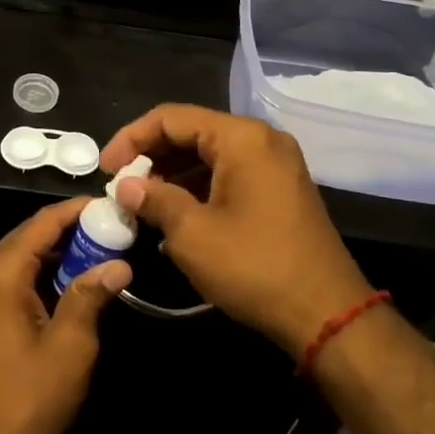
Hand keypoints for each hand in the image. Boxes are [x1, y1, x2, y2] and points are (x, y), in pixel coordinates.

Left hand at [0, 200, 133, 433]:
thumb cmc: (26, 403)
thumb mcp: (69, 349)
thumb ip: (90, 296)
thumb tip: (117, 263)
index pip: (41, 223)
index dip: (76, 211)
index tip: (109, 205)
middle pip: (25, 238)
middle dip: (67, 234)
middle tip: (109, 234)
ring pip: (15, 260)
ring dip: (51, 257)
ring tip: (94, 258)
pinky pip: (3, 281)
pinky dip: (33, 277)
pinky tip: (62, 288)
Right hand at [100, 105, 371, 354]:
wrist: (328, 315)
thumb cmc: (254, 267)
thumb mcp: (192, 234)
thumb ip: (154, 199)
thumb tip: (126, 186)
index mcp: (241, 138)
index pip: (172, 118)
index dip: (132, 138)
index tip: (106, 169)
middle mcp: (262, 140)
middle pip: (192, 131)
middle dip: (151, 156)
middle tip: (120, 185)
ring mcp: (276, 165)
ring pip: (210, 154)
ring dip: (172, 173)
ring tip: (142, 202)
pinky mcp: (281, 190)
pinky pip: (229, 173)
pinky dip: (198, 186)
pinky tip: (174, 213)